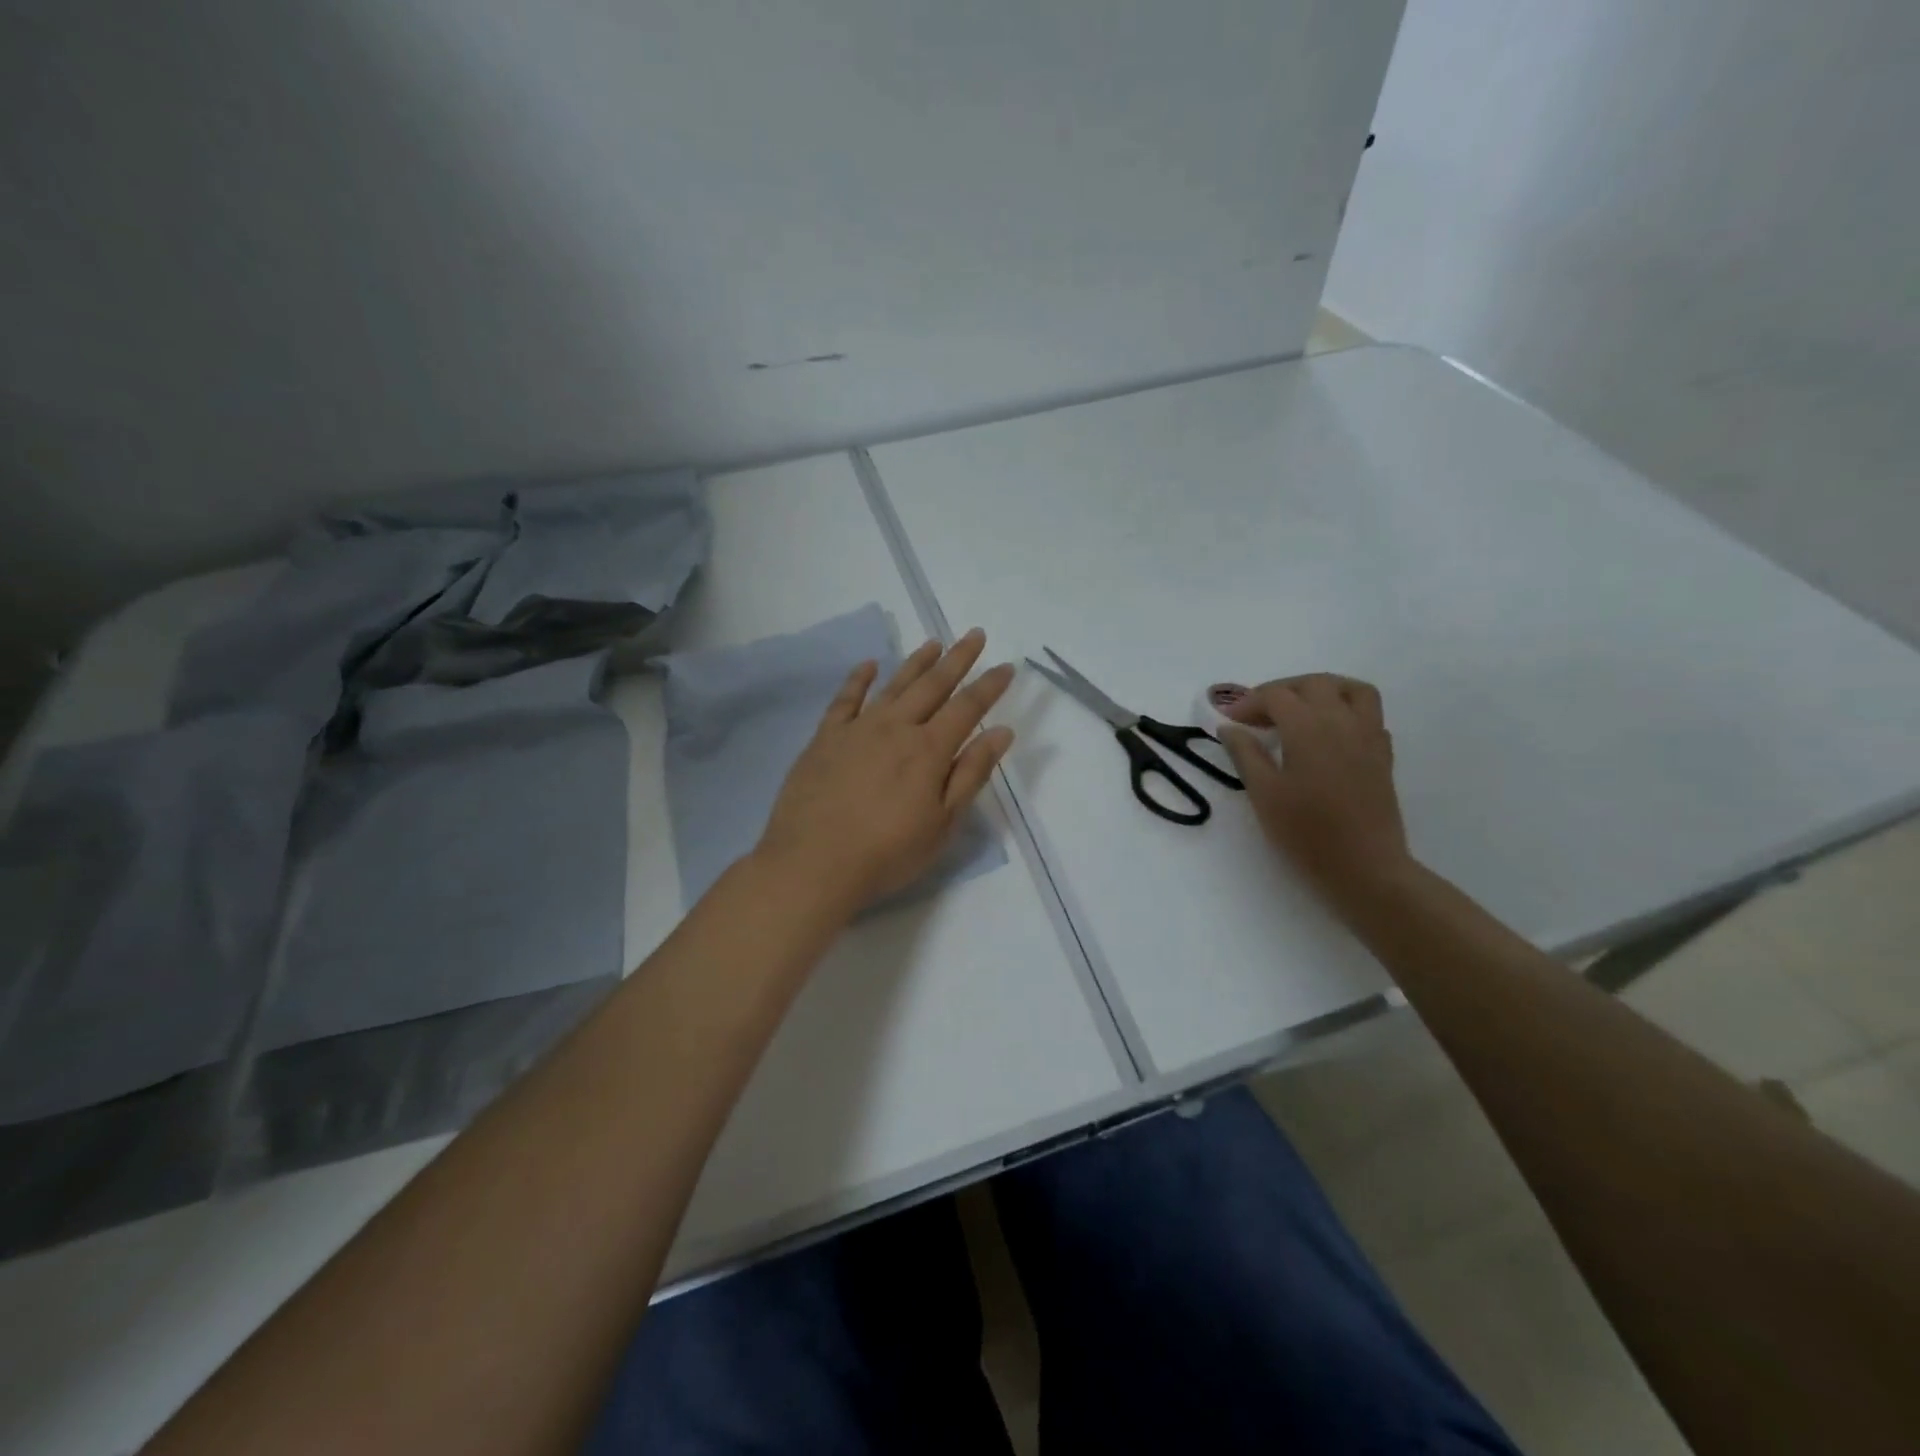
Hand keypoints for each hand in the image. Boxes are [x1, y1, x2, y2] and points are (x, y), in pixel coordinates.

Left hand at [755, 628, 1015, 913]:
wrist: (813, 863)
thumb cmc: (887, 852)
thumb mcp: (942, 822)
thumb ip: (971, 774)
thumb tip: (1001, 732)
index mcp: (929, 749)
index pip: (968, 707)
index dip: (990, 686)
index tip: (1007, 665)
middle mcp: (896, 727)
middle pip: (933, 685)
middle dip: (958, 659)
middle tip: (974, 634)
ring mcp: (857, 729)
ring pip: (893, 685)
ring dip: (916, 662)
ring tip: (934, 642)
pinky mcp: (825, 738)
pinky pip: (845, 699)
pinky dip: (859, 679)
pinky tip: (869, 665)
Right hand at [1220, 674, 1413, 907]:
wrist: (1365, 867)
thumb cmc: (1306, 833)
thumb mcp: (1263, 794)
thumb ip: (1245, 754)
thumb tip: (1229, 727)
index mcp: (1308, 727)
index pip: (1275, 696)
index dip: (1248, 702)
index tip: (1229, 721)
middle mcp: (1342, 721)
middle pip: (1313, 683)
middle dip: (1281, 690)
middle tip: (1257, 714)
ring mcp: (1368, 735)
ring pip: (1351, 689)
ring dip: (1321, 689)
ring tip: (1298, 709)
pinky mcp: (1383, 754)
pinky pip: (1368, 714)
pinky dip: (1345, 710)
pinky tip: (1327, 734)